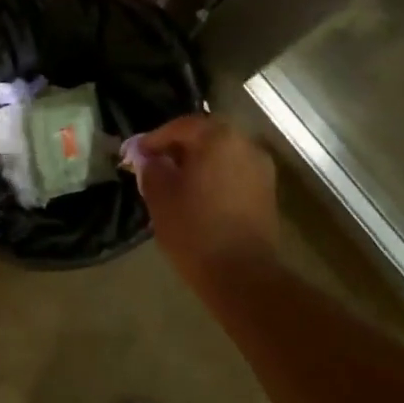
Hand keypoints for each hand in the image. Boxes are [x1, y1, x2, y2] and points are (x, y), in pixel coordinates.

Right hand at [129, 114, 277, 273]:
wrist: (242, 275)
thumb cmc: (195, 230)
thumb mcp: (160, 196)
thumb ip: (151, 168)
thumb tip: (148, 158)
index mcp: (218, 138)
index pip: (180, 126)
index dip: (154, 139)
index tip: (136, 155)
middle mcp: (245, 143)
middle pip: (205, 136)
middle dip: (178, 148)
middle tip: (155, 164)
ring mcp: (261, 168)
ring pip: (222, 154)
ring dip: (198, 162)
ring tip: (175, 181)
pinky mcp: (267, 191)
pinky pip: (234, 171)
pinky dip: (215, 176)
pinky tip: (198, 195)